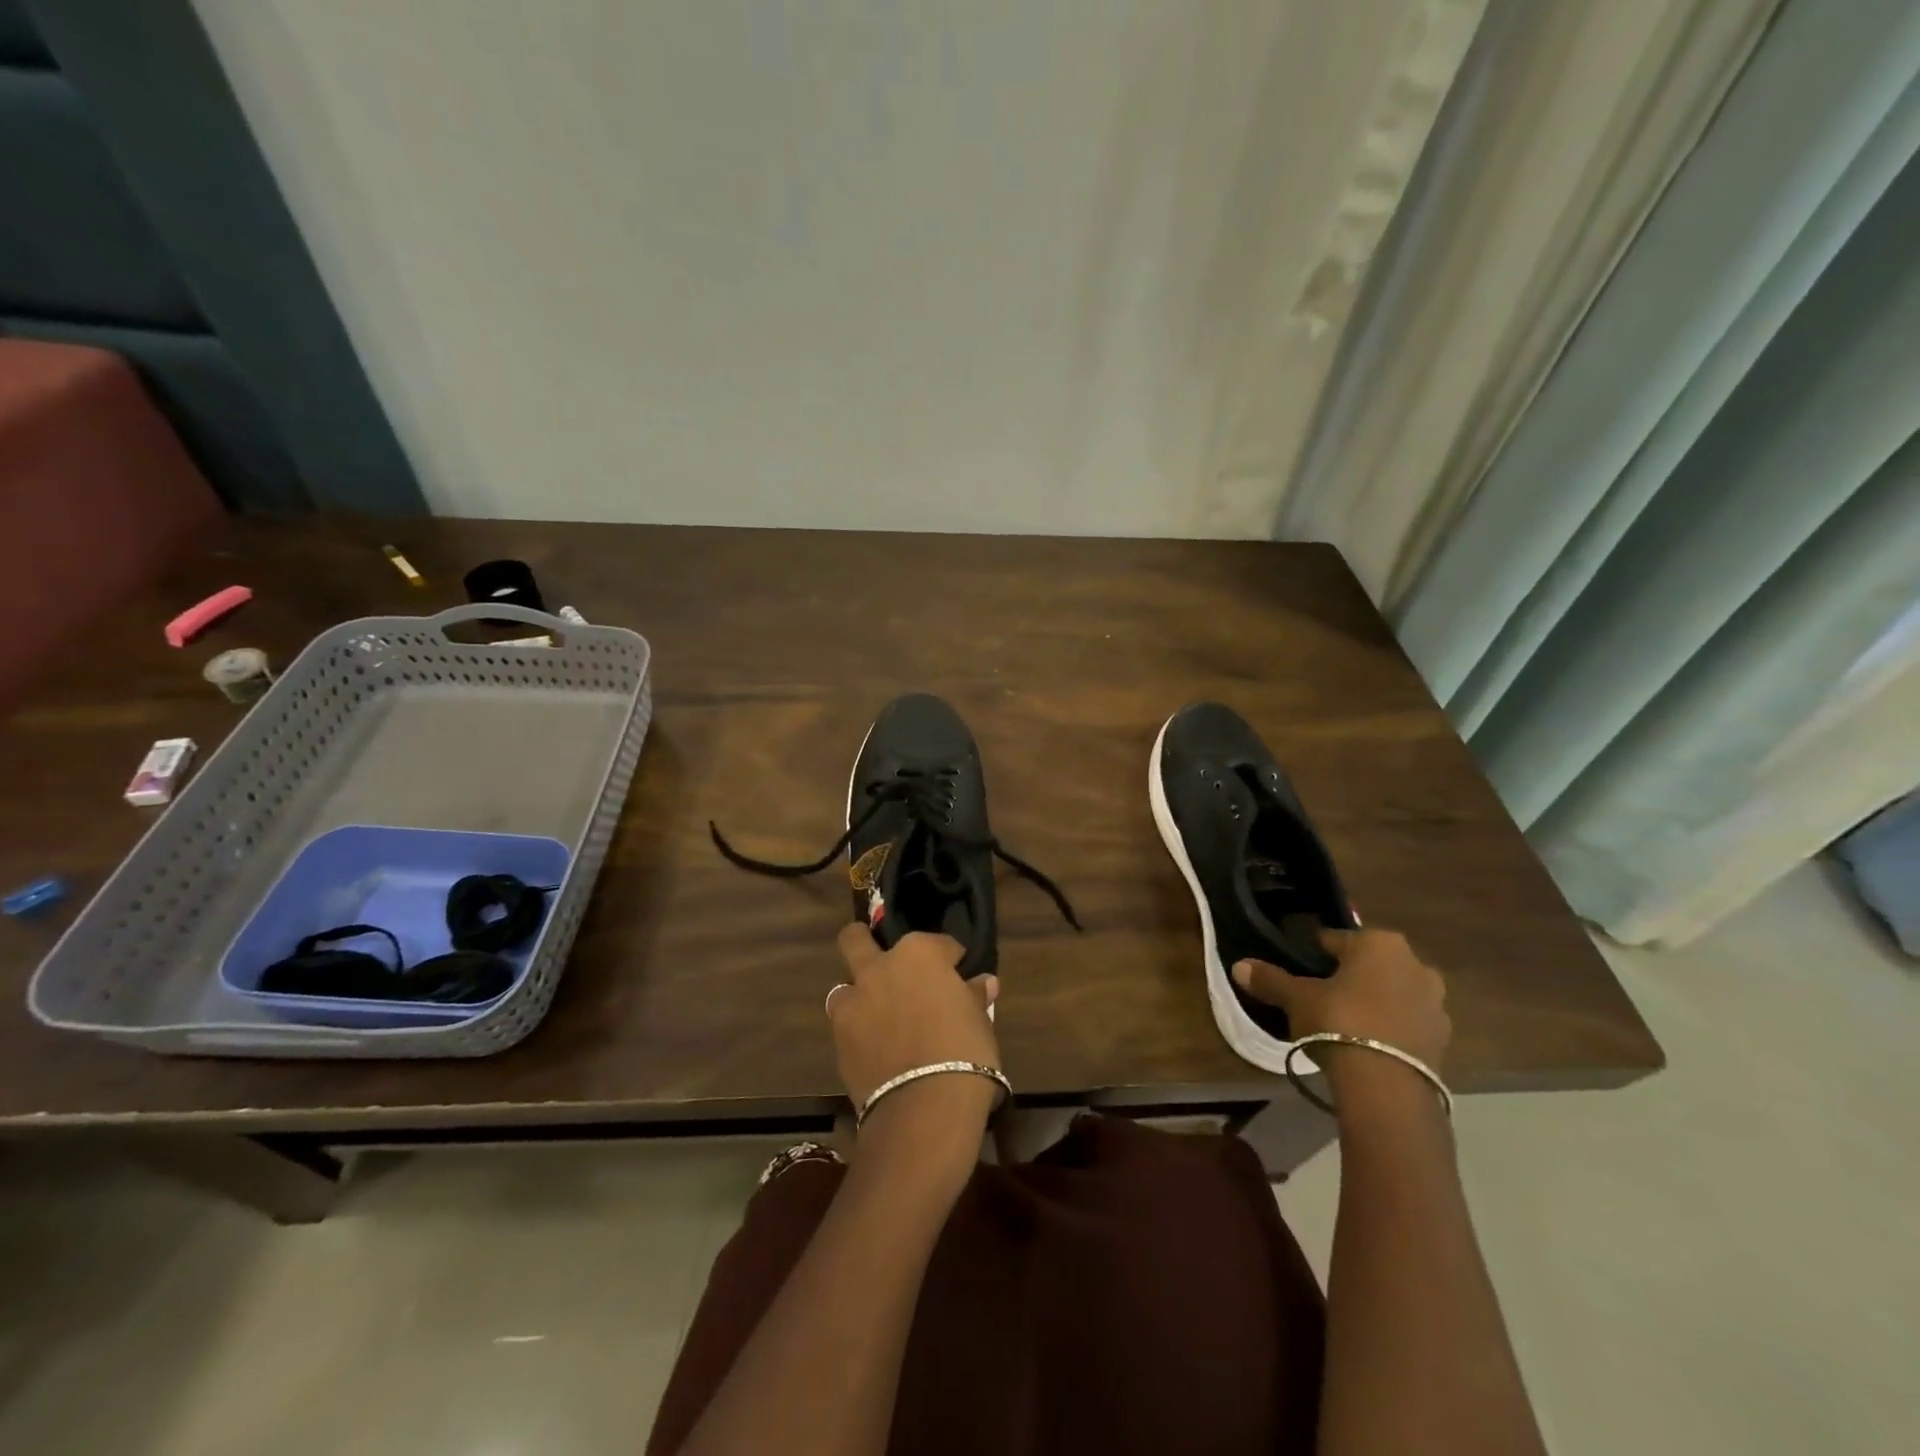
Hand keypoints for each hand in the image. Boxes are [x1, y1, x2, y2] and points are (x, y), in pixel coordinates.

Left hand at [829, 925, 1000, 1113]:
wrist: (925, 1109)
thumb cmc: (965, 1053)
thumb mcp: (981, 1022)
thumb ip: (974, 996)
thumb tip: (982, 983)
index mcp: (919, 953)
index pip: (939, 943)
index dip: (950, 959)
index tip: (958, 975)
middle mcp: (879, 967)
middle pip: (857, 939)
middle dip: (867, 944)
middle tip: (889, 968)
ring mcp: (854, 1001)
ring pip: (844, 983)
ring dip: (859, 993)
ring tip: (879, 1013)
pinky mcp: (838, 1037)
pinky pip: (845, 1023)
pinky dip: (858, 1030)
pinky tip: (875, 1046)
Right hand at [1233, 928, 1449, 1071]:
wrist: (1387, 1085)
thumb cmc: (1339, 1021)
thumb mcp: (1297, 999)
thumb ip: (1271, 980)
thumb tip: (1238, 966)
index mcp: (1379, 943)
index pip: (1338, 940)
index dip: (1317, 953)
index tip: (1303, 968)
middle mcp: (1415, 964)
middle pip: (1372, 965)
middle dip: (1353, 976)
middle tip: (1324, 996)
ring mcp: (1434, 1003)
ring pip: (1395, 993)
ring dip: (1376, 1002)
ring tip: (1347, 1024)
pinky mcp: (1443, 1039)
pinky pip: (1408, 1023)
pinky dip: (1392, 1028)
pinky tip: (1369, 1044)